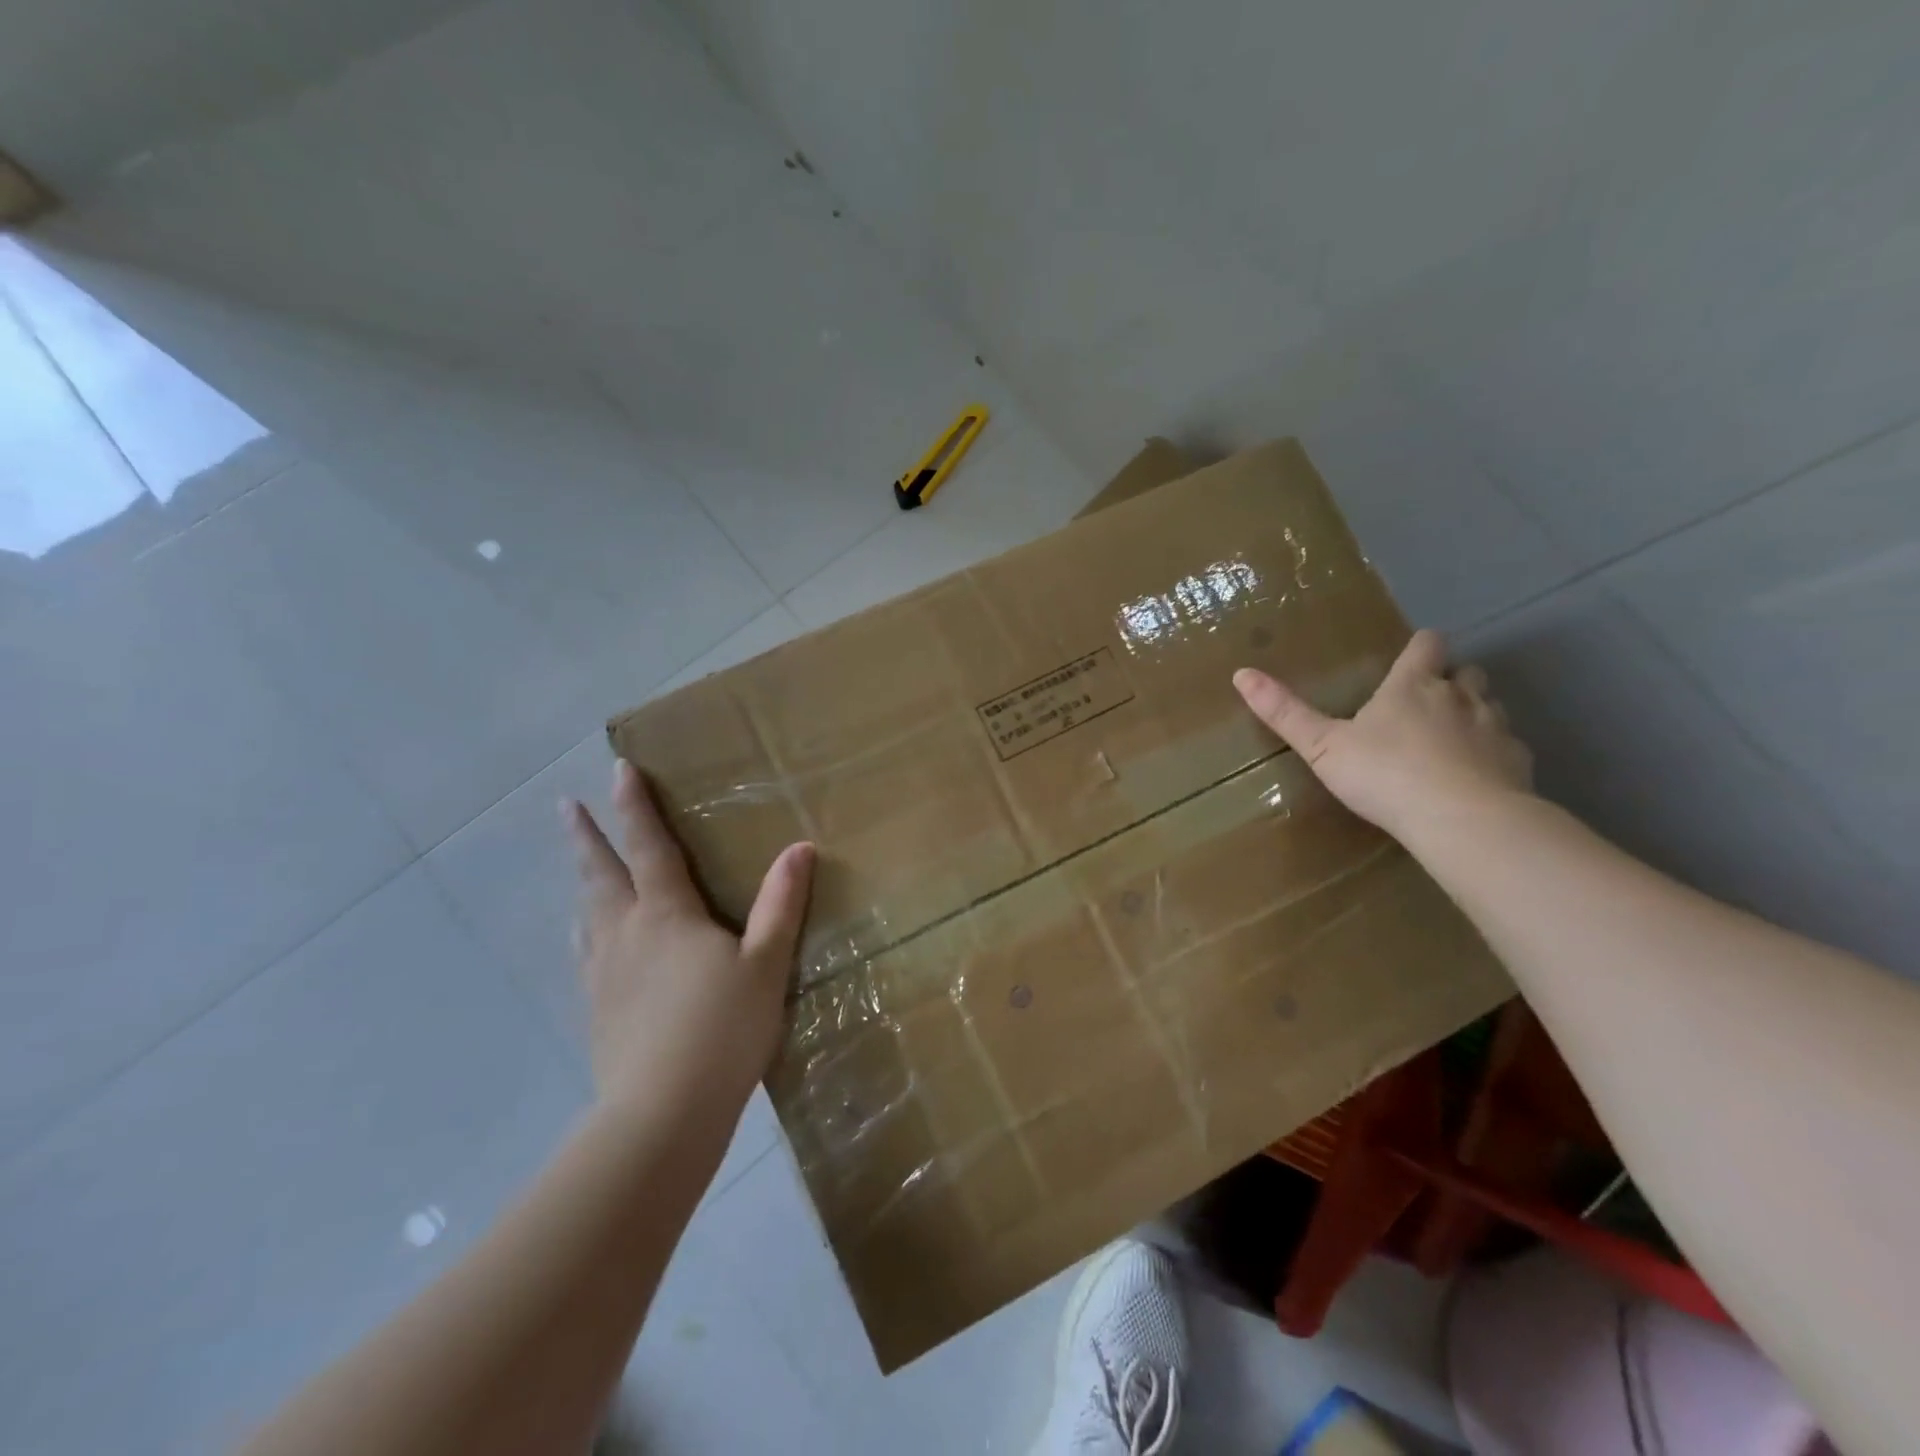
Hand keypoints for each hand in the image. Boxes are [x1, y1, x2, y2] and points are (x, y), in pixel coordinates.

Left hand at [563, 758, 814, 1117]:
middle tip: (566, 807)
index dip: (634, 806)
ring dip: (583, 881)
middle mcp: (625, 933)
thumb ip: (781, 905)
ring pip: (587, 913)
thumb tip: (800, 848)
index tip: (618, 769)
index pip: (647, 846)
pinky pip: (587, 952)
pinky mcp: (597, 1009)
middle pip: (600, 874)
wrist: (661, 1114)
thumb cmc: (722, 1029)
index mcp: (666, 914)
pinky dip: (586, 930)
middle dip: (586, 836)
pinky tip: (589, 942)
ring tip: (579, 867)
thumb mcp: (766, 964)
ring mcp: (604, 973)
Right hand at [1233, 628, 1532, 838]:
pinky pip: (1508, 746)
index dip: (1421, 646)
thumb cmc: (1384, 774)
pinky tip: (1476, 776)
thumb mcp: (1322, 746)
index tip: (1412, 656)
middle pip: (1467, 671)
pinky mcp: (1519, 762)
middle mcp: (1460, 696)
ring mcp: (1496, 728)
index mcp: (1413, 686)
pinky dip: (1493, 753)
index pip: (1428, 645)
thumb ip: (1285, 712)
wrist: (1461, 819)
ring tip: (1452, 738)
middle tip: (1427, 701)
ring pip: (1492, 705)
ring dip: (1475, 713)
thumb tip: (1240, 673)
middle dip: (1451, 679)